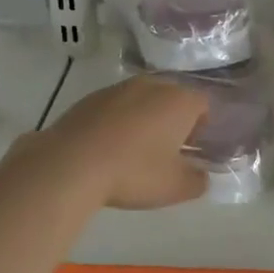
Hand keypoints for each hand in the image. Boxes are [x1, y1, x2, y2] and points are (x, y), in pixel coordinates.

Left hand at [27, 75, 210, 209]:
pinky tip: (109, 148)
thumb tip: (202, 176)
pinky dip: (118, 121)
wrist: (70, 163)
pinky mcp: (90, 98)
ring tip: (136, 150)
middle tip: (168, 150)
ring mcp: (118, 88)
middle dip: (174, 120)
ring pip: (142, 100)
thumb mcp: (176, 187)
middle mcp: (152, 85)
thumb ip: (198, 181)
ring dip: (145, 119)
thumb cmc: (134, 172)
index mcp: (180, 101)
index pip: (203, 104)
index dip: (203, 127)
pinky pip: (116, 107)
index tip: (194, 149)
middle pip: (173, 97)